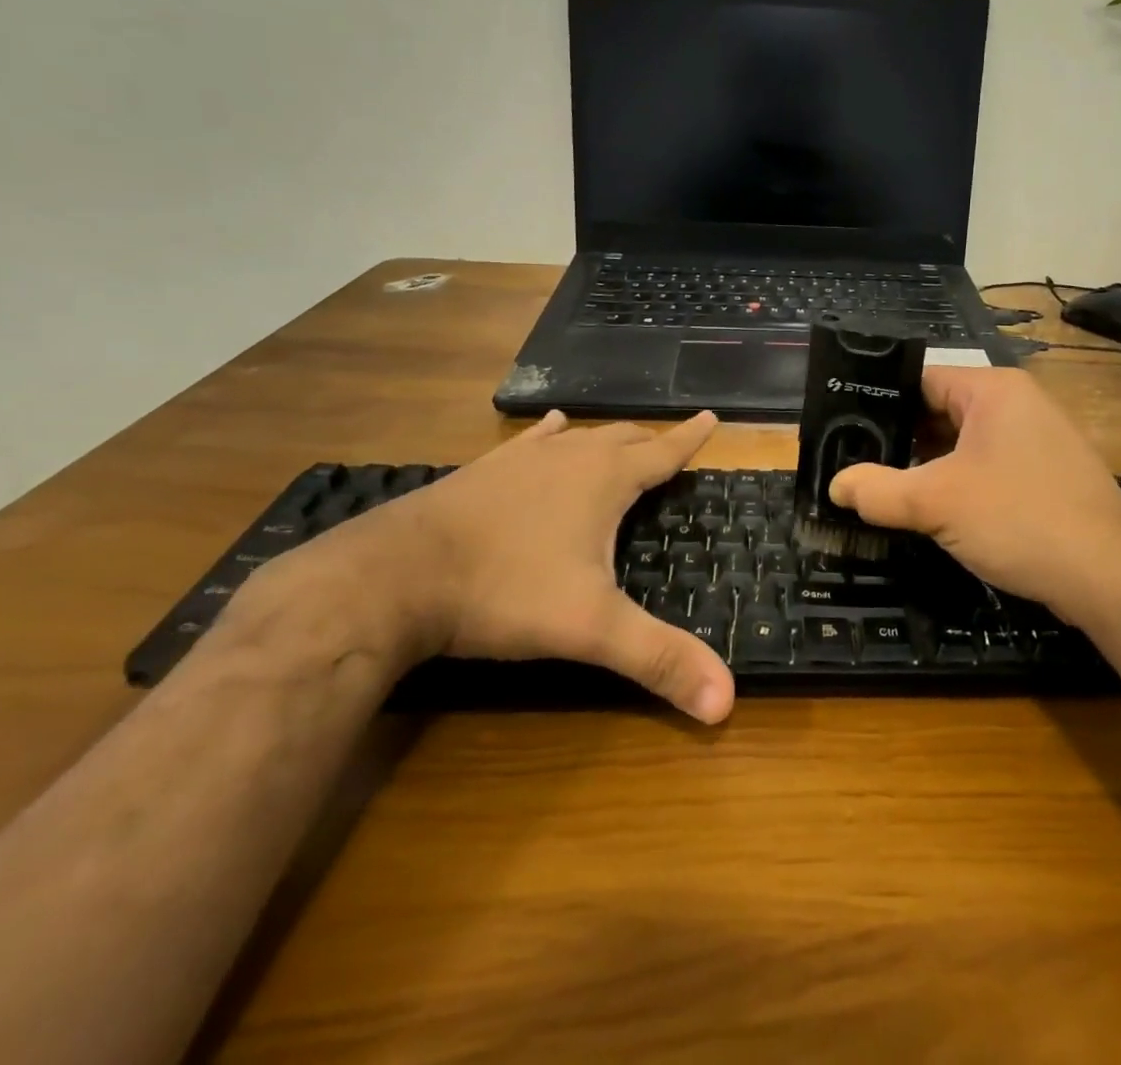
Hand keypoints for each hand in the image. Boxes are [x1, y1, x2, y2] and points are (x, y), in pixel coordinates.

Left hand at [390, 411, 734, 723]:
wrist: (394, 576)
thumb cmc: (505, 592)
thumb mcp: (590, 629)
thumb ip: (658, 659)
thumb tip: (726, 703)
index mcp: (604, 480)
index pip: (662, 452)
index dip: (690, 438)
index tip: (711, 418)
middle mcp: (568, 457)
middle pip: (623, 438)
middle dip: (650, 441)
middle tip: (668, 444)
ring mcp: (521, 459)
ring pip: (578, 436)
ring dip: (605, 438)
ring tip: (619, 437)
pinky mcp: (483, 470)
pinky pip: (530, 442)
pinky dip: (549, 435)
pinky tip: (550, 428)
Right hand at [828, 369, 1120, 625]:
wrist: (1111, 579)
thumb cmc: (1020, 520)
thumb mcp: (937, 504)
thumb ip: (879, 491)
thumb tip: (835, 487)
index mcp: (993, 390)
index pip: (920, 379)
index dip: (878, 402)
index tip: (843, 429)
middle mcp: (1017, 404)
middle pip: (939, 411)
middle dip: (899, 440)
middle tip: (855, 464)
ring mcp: (1035, 440)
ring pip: (962, 443)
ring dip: (926, 466)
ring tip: (882, 488)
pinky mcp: (1045, 474)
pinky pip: (986, 466)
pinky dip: (956, 483)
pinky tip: (931, 510)